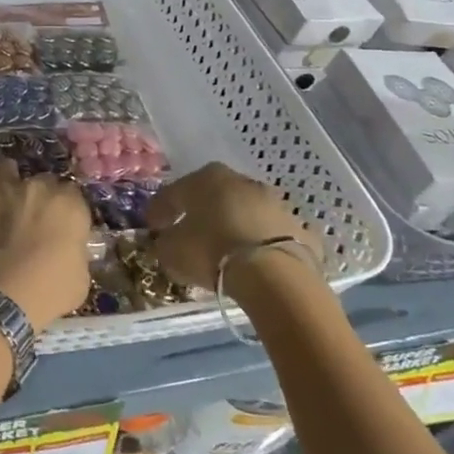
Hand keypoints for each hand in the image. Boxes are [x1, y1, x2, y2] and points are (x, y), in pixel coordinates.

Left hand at [0, 155, 91, 331]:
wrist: (7, 296)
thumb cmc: (51, 291)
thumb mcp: (82, 275)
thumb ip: (76, 250)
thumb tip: (70, 246)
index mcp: (70, 205)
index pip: (71, 193)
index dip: (65, 206)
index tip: (60, 220)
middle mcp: (39, 187)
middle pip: (41, 179)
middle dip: (38, 193)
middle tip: (32, 213)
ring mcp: (5, 188)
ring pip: (6, 166)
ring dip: (6, 175)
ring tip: (3, 187)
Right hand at [147, 162, 318, 298]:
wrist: (275, 276)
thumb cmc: (211, 251)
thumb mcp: (172, 251)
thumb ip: (165, 242)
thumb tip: (166, 241)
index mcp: (206, 177)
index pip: (175, 191)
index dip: (160, 210)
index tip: (153, 226)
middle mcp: (241, 182)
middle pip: (214, 196)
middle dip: (201, 213)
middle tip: (189, 234)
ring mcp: (276, 204)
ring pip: (246, 213)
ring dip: (234, 227)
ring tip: (224, 252)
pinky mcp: (300, 231)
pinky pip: (273, 236)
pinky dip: (263, 246)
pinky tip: (256, 263)